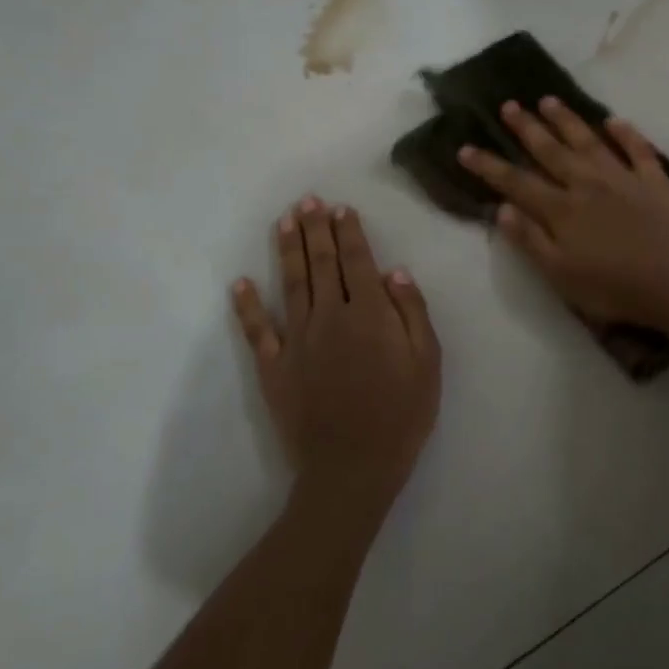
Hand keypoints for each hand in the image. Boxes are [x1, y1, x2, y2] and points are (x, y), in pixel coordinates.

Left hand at [233, 198, 441, 525]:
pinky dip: (247, 306)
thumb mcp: (428, 363)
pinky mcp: (274, 368)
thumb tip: (395, 272)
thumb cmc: (401, 415)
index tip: (340, 209)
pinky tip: (240, 283)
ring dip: (288, 250)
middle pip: (322, 264)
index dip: (349, 233)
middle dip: (316, 229)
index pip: (358, 262)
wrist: (353, 467)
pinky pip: (257, 330)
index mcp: (370, 314)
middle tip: (308, 201)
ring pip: (291, 284)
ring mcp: (297, 341)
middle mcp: (330, 316)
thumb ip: (413, 313)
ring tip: (285, 222)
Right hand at [458, 98, 668, 326]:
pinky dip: (626, 133)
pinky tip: (614, 120)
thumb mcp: (560, 275)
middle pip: (551, 151)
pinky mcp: (655, 181)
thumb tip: (501, 208)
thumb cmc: (612, 288)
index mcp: (561, 210)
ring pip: (589, 141)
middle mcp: (587, 185)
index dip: (489, 166)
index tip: (466, 148)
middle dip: (526, 128)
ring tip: (548, 101)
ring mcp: (623, 178)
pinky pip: (638, 149)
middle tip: (508, 105)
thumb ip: (530, 240)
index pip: (517, 182)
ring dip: (567, 120)